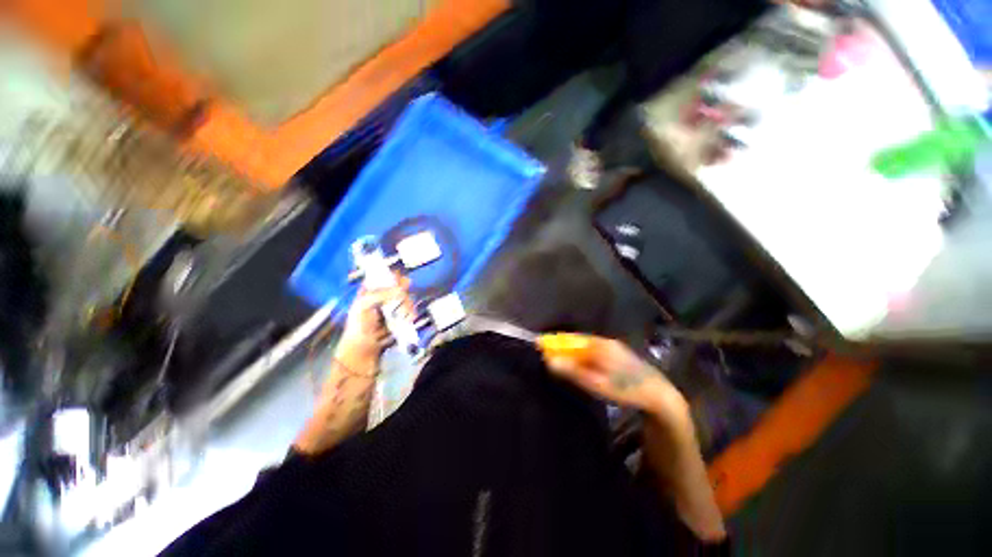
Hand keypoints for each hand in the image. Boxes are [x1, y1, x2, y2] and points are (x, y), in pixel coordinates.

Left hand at [337, 275, 412, 365]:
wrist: (364, 351)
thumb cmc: (359, 327)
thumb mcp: (364, 305)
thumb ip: (382, 294)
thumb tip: (402, 289)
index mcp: (370, 291)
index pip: (383, 276)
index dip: (392, 275)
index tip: (399, 279)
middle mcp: (383, 297)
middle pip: (399, 286)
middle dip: (402, 292)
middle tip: (401, 299)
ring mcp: (393, 308)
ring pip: (407, 298)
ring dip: (407, 305)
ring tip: (403, 314)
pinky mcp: (400, 318)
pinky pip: (410, 310)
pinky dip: (411, 313)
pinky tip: (408, 318)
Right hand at [540, 334, 687, 417]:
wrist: (659, 395)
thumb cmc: (627, 389)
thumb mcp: (598, 383)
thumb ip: (574, 372)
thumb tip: (550, 361)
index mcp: (600, 345)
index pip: (571, 339)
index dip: (554, 341)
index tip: (538, 344)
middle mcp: (604, 342)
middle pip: (577, 340)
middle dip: (560, 344)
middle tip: (544, 352)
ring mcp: (611, 347)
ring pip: (584, 345)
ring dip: (570, 349)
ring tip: (555, 356)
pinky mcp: (616, 354)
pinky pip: (592, 350)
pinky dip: (580, 354)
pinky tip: (576, 361)